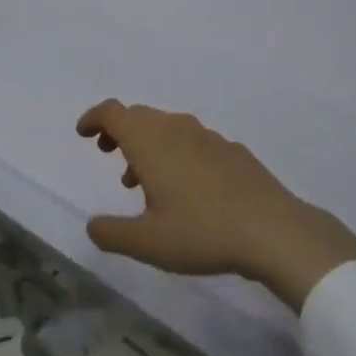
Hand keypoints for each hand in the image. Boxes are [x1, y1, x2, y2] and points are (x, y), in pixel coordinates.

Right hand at [77, 100, 355, 310]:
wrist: (273, 229)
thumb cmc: (201, 232)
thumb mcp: (147, 243)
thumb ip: (112, 233)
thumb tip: (92, 225)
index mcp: (149, 140)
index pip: (113, 112)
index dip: (94, 118)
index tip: (83, 133)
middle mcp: (176, 127)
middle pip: (139, 116)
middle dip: (119, 131)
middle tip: (108, 154)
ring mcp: (207, 136)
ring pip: (167, 128)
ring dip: (147, 145)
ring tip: (141, 181)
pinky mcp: (232, 150)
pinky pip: (192, 141)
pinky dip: (176, 153)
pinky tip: (185, 189)